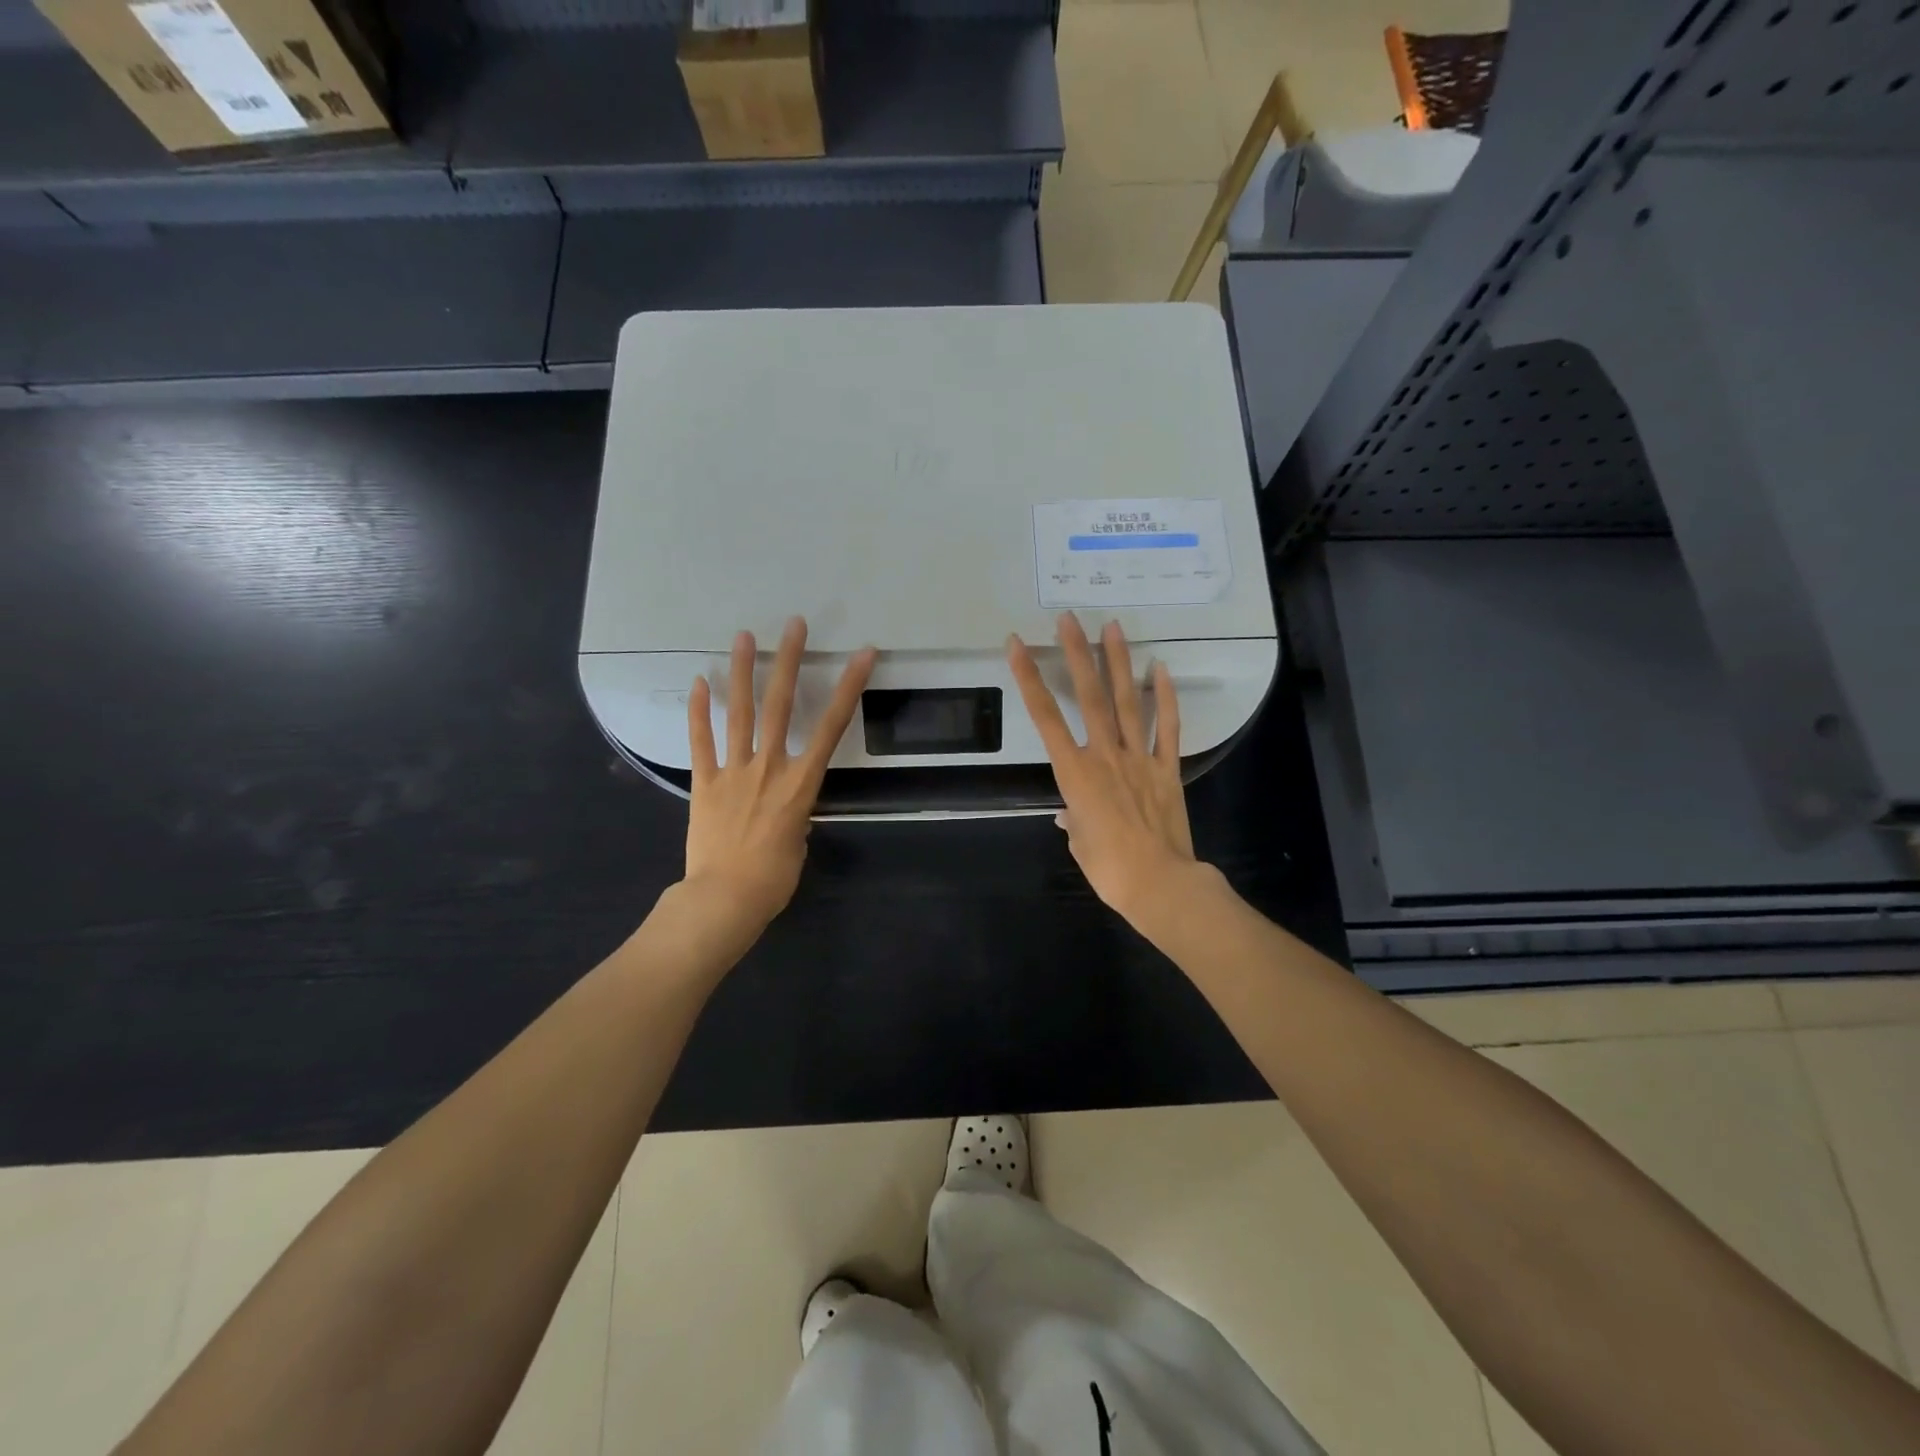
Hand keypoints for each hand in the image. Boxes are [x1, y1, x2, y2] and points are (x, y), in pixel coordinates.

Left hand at [683, 617, 874, 931]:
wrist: (724, 899)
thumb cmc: (773, 879)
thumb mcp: (798, 841)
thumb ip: (795, 811)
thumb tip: (786, 803)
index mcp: (801, 783)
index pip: (831, 726)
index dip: (849, 687)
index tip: (862, 655)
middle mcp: (769, 766)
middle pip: (780, 705)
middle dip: (789, 661)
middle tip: (793, 625)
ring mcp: (734, 771)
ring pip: (739, 713)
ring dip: (742, 672)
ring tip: (743, 636)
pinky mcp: (704, 782)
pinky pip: (701, 741)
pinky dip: (698, 711)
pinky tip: (698, 681)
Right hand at [1007, 613, 1200, 924]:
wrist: (1159, 883)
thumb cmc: (1108, 869)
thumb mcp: (1078, 842)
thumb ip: (1072, 819)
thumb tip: (1068, 813)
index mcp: (1074, 773)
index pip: (1045, 718)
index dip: (1029, 679)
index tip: (1018, 646)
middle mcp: (1105, 755)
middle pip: (1089, 697)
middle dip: (1077, 655)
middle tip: (1070, 619)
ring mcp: (1139, 758)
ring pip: (1128, 702)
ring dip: (1119, 663)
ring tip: (1113, 628)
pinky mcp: (1167, 768)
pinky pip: (1168, 727)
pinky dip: (1166, 697)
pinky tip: (1161, 669)